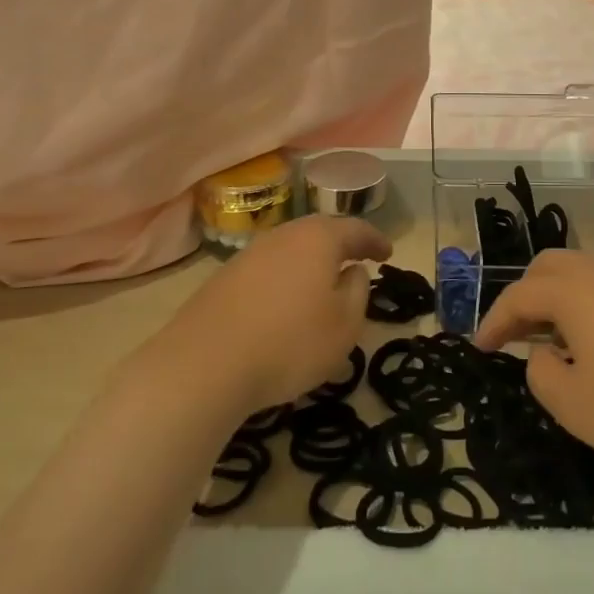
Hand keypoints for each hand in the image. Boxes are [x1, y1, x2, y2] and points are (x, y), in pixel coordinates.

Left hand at [158, 214, 391, 415]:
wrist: (205, 364)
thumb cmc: (290, 343)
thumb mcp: (345, 325)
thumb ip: (358, 292)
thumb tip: (353, 271)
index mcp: (318, 238)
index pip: (355, 229)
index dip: (375, 241)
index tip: (388, 254)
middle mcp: (283, 236)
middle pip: (319, 233)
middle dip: (340, 247)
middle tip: (357, 263)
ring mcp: (248, 255)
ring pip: (290, 251)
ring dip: (310, 264)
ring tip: (322, 287)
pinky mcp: (223, 279)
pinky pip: (267, 271)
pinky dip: (284, 281)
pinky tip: (285, 306)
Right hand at [474, 250, 593, 472]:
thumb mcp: (577, 407)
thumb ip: (542, 375)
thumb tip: (544, 354)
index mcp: (575, 290)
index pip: (519, 295)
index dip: (494, 321)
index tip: (480, 347)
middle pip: (550, 267)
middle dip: (525, 297)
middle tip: (518, 335)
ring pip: (586, 272)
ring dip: (562, 299)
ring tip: (563, 342)